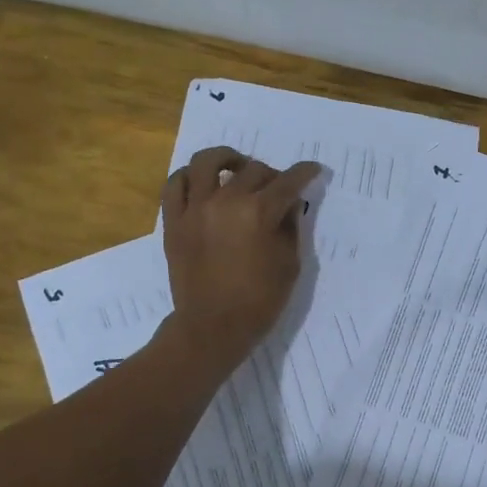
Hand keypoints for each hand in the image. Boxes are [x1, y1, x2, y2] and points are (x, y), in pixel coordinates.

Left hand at [161, 146, 324, 365]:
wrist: (212, 327)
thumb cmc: (259, 300)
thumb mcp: (290, 263)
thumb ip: (290, 227)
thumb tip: (288, 204)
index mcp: (259, 212)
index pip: (288, 182)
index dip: (304, 173)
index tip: (312, 170)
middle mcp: (226, 201)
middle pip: (253, 170)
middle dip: (272, 175)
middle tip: (277, 188)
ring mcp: (195, 208)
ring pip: (207, 162)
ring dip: (227, 159)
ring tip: (235, 167)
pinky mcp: (173, 220)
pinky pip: (175, 184)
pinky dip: (189, 176)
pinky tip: (201, 182)